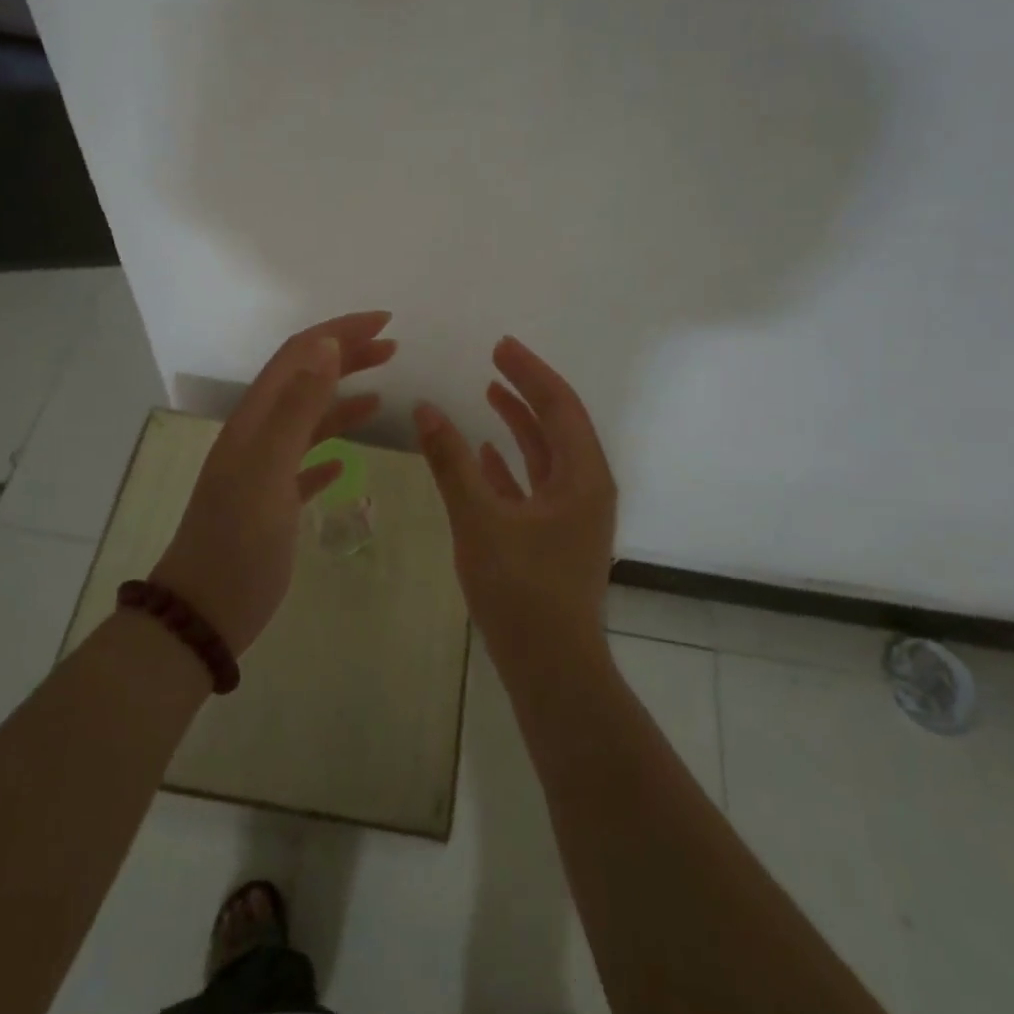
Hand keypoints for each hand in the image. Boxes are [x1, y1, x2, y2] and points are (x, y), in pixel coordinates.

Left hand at [152, 311, 395, 655]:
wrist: (205, 610)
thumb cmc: (239, 539)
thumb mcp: (268, 468)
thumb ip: (297, 406)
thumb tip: (326, 345)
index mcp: (255, 420)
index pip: (299, 355)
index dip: (339, 332)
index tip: (385, 322)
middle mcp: (258, 436)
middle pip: (306, 380)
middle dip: (347, 357)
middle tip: (392, 347)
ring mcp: (264, 470)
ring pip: (308, 421)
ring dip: (343, 400)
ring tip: (383, 394)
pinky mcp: (273, 503)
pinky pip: (304, 464)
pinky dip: (329, 452)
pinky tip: (345, 461)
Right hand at [414, 336, 617, 660]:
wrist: (550, 667)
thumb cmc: (521, 589)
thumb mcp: (480, 519)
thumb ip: (452, 462)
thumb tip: (426, 410)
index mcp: (582, 477)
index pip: (559, 406)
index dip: (530, 372)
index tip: (500, 346)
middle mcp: (586, 489)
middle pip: (558, 426)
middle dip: (527, 392)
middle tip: (495, 362)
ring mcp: (573, 516)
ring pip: (547, 456)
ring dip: (520, 425)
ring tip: (489, 396)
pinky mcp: (556, 538)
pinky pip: (536, 486)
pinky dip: (512, 465)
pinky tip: (485, 455)